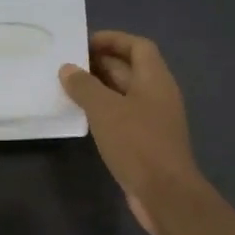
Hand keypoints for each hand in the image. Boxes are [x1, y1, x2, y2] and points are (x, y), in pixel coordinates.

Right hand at [59, 31, 203, 234]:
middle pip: (130, 69)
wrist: (165, 194)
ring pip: (125, 95)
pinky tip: (84, 118)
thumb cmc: (137, 143)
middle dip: (101, 64)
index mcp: (155, 79)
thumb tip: (68, 68)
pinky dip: (105, 112)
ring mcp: (154, 120)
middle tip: (68, 66)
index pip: (137, 46)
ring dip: (100, 89)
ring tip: (69, 89)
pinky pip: (124, 117)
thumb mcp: (105, 110)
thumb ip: (85, 86)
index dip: (113, 40)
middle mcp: (158, 94)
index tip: (84, 42)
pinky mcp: (147, 142)